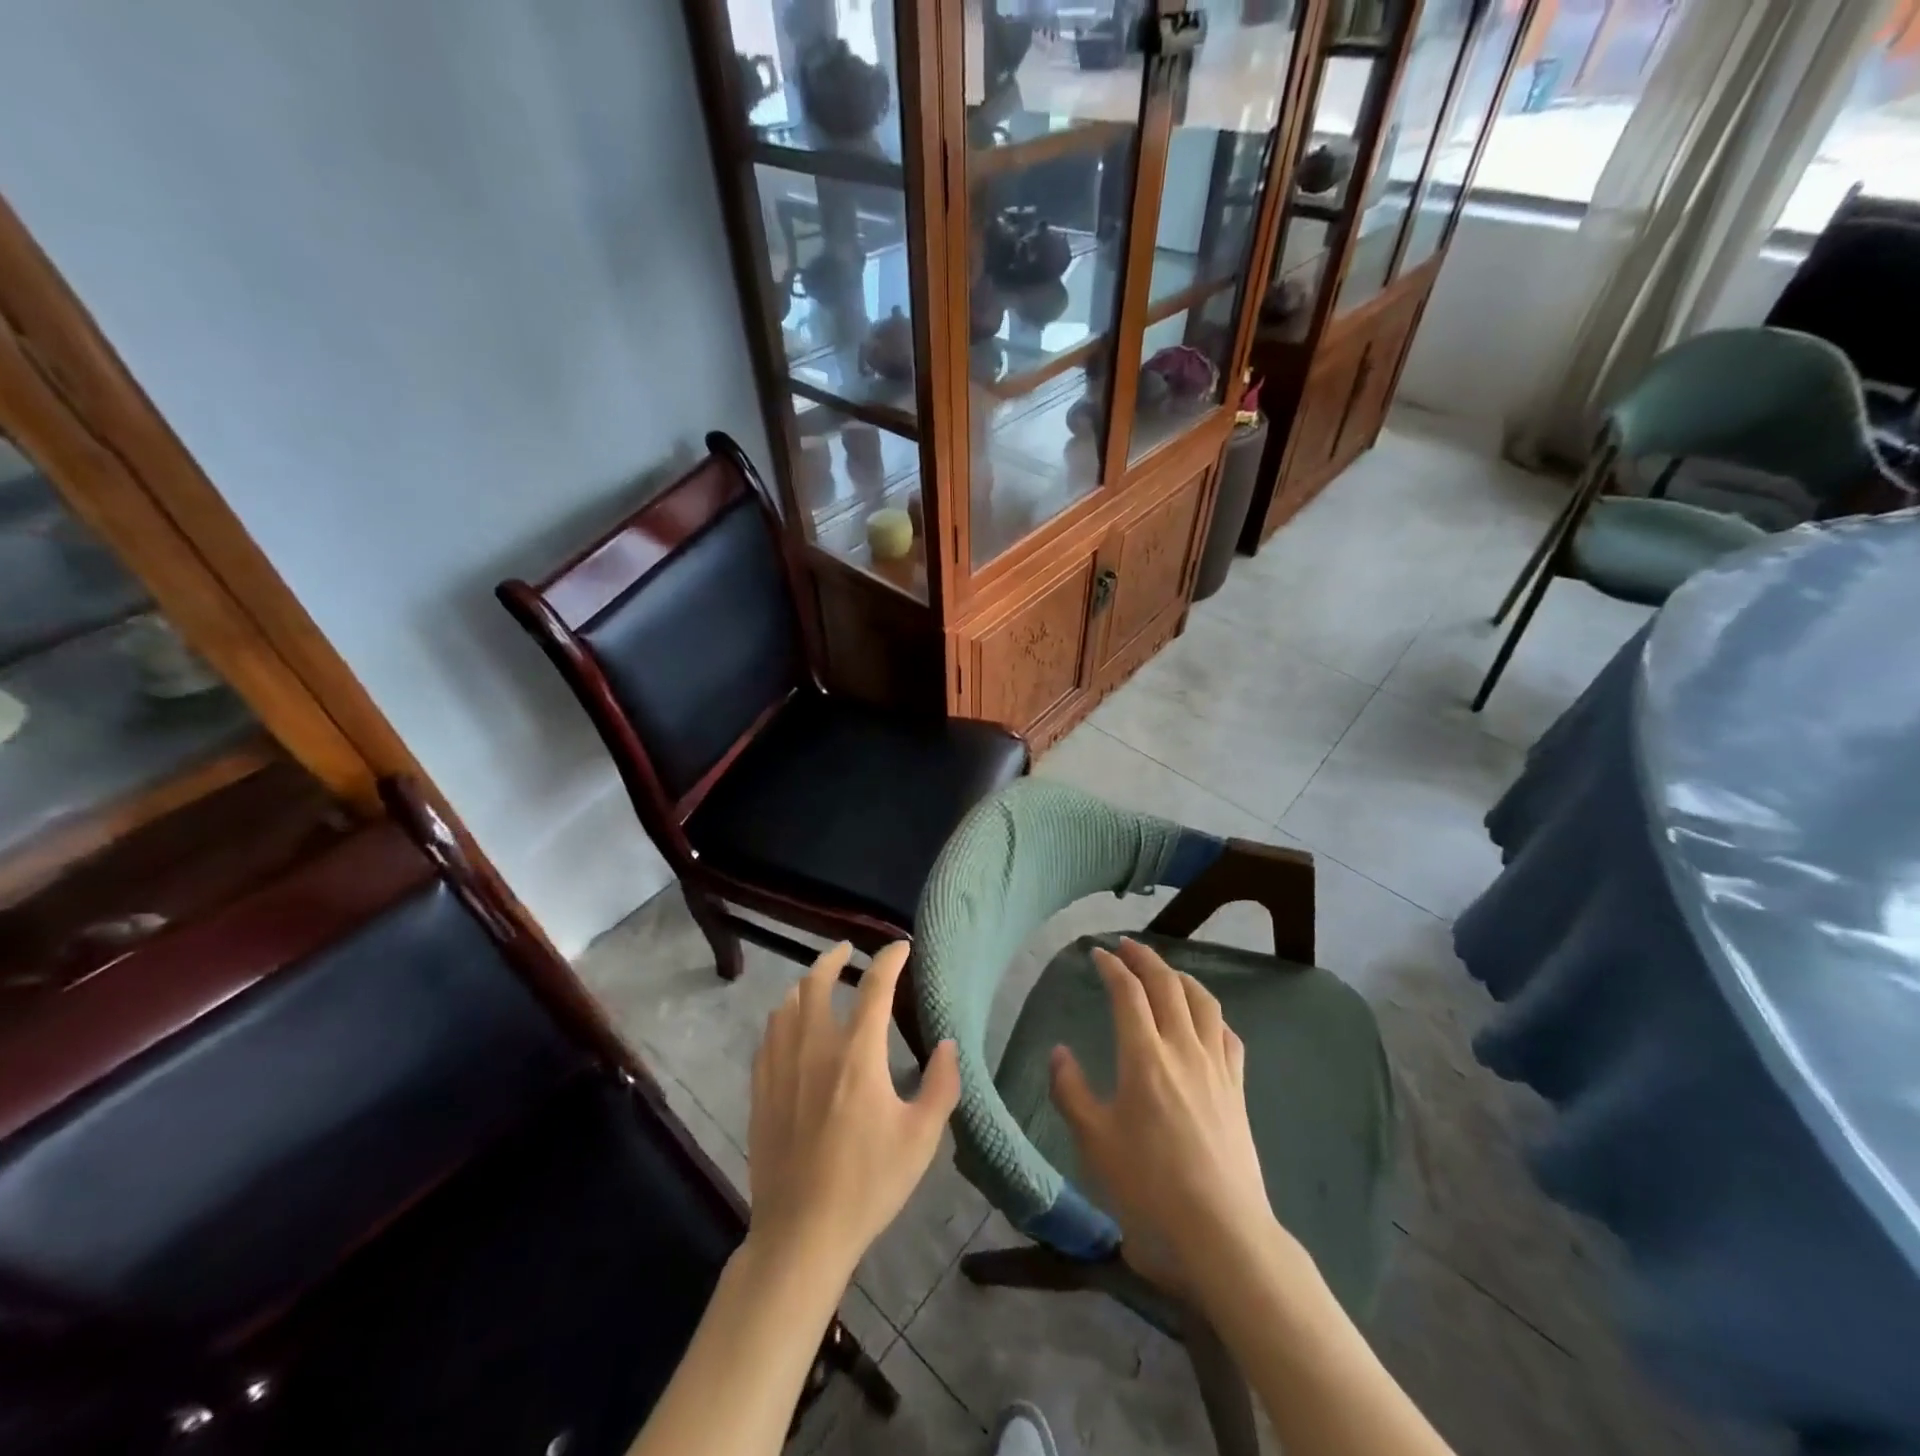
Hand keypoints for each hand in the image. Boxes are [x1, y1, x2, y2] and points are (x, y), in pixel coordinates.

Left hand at [746, 941, 959, 1280]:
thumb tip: (947, 1043)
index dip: (889, 959)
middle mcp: (815, 1047)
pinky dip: (783, 1016)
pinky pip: (768, 1035)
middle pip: (817, 982)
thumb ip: (941, 1085)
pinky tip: (789, 1026)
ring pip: (787, 1004)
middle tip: (847, 950)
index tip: (900, 947)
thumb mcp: (921, 1139)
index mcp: (857, 1055)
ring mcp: (781, 1067)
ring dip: (806, 984)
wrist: (801, 1233)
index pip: (875, 987)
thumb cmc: (868, 1184)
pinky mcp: (760, 1089)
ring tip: (819, 983)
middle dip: (833, 957)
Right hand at [1049, 938, 1277, 1291]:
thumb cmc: (1149, 1186)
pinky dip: (1211, 1013)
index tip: (1097, 953)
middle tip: (1127, 946)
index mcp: (1144, 1056)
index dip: (1112, 966)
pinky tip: (1205, 1019)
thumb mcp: (1094, 1141)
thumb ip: (1071, 1091)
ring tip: (1165, 971)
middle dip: (1145, 958)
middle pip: (1167, 985)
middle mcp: (1183, 1048)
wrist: (1222, 1231)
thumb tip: (1060, 1051)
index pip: (1127, 992)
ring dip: (1180, 976)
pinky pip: (1227, 1034)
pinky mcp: (1238, 1088)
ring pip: (1203, 1001)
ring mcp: (1216, 1066)